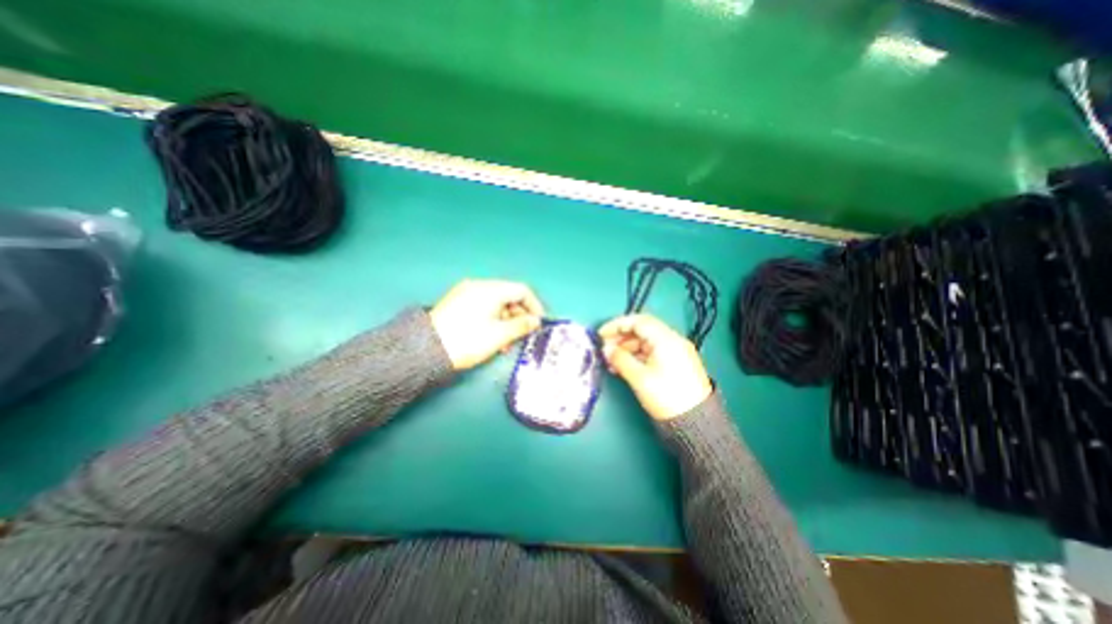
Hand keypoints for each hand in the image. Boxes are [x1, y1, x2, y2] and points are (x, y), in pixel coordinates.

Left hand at [430, 278, 543, 370]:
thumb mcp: (498, 335)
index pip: (522, 290)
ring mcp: (466, 293)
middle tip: (522, 336)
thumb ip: (521, 326)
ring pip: (496, 303)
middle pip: (509, 296)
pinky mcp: (458, 303)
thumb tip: (535, 321)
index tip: (538, 323)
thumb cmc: (468, 340)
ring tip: (506, 344)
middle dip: (519, 316)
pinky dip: (493, 320)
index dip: (534, 306)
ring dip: (506, 321)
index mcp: (490, 289)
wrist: (426, 350)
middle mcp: (479, 286)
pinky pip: (483, 307)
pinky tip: (492, 338)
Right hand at [599, 315, 712, 420]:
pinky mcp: (675, 364)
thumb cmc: (666, 396)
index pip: (638, 321)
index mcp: (666, 339)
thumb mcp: (639, 377)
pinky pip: (651, 353)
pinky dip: (636, 357)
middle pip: (642, 330)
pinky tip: (624, 367)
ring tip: (611, 362)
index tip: (601, 334)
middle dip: (621, 337)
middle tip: (604, 348)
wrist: (695, 422)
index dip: (617, 325)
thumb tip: (606, 349)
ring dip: (627, 348)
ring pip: (645, 342)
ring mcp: (675, 352)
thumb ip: (620, 359)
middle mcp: (672, 341)